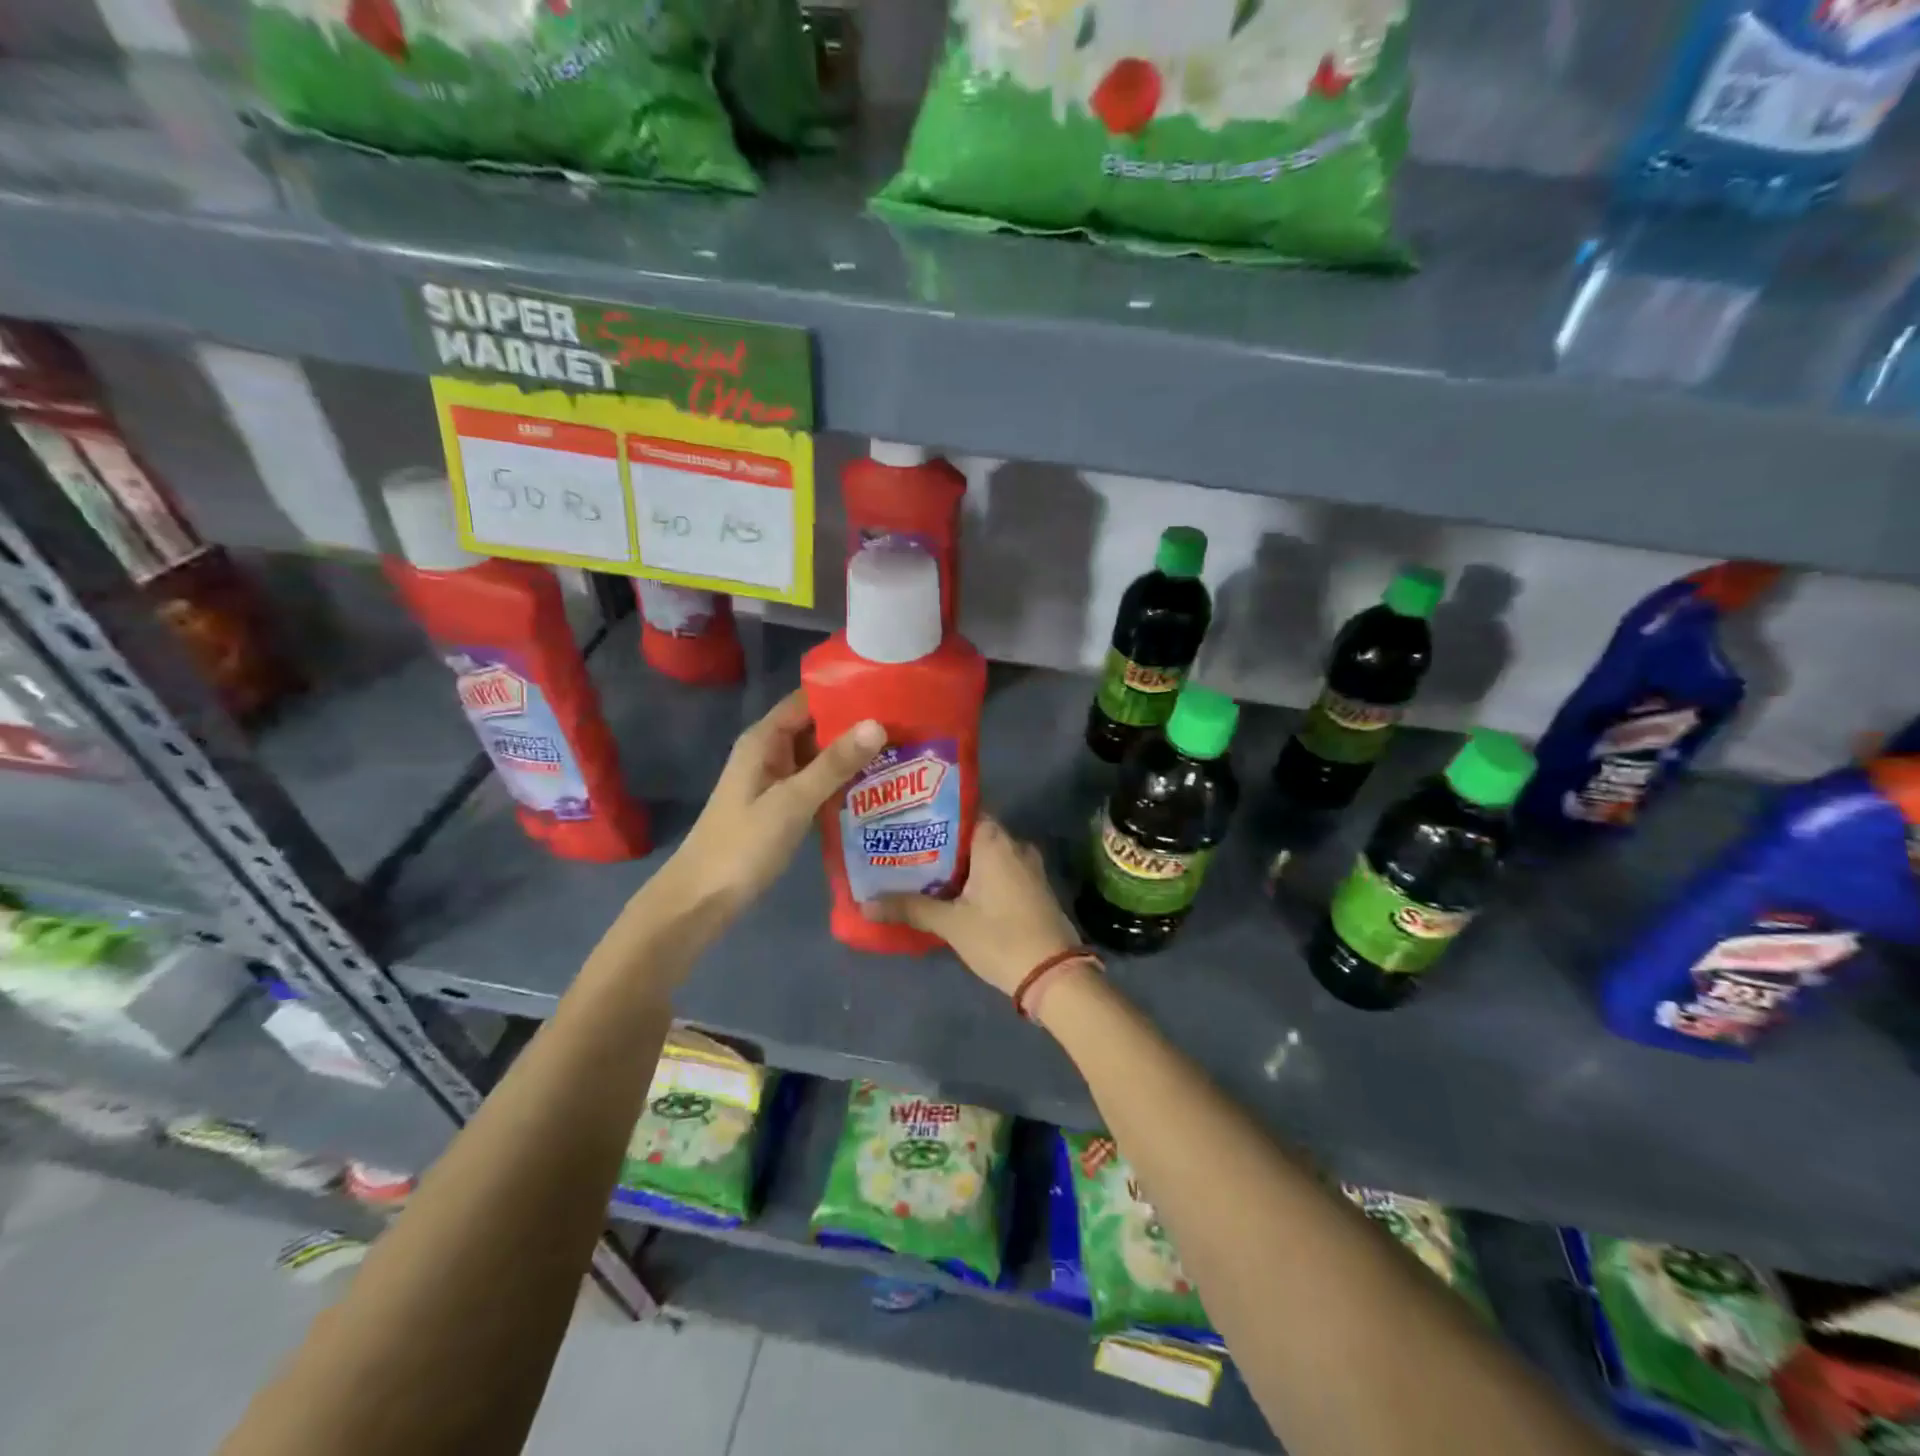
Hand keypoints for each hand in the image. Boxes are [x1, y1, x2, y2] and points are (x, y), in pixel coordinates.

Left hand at [665, 689, 882, 918]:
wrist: (703, 898)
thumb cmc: (743, 844)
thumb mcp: (792, 801)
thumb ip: (834, 763)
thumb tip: (878, 723)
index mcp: (764, 740)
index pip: (809, 700)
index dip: (846, 694)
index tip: (889, 692)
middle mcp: (770, 752)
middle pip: (817, 727)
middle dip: (856, 726)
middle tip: (908, 726)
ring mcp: (776, 780)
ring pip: (820, 757)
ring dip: (853, 756)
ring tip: (903, 750)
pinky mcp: (784, 806)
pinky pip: (818, 783)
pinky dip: (843, 782)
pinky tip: (878, 786)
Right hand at [867, 817, 1081, 994]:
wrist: (1055, 975)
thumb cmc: (1001, 938)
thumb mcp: (951, 924)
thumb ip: (909, 908)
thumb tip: (864, 904)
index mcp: (995, 840)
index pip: (960, 810)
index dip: (931, 813)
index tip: (904, 819)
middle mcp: (1014, 844)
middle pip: (969, 832)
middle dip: (938, 841)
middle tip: (903, 846)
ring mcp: (1027, 866)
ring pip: (984, 853)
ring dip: (956, 861)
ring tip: (918, 867)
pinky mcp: (1032, 887)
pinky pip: (997, 869)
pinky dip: (975, 875)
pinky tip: (950, 889)